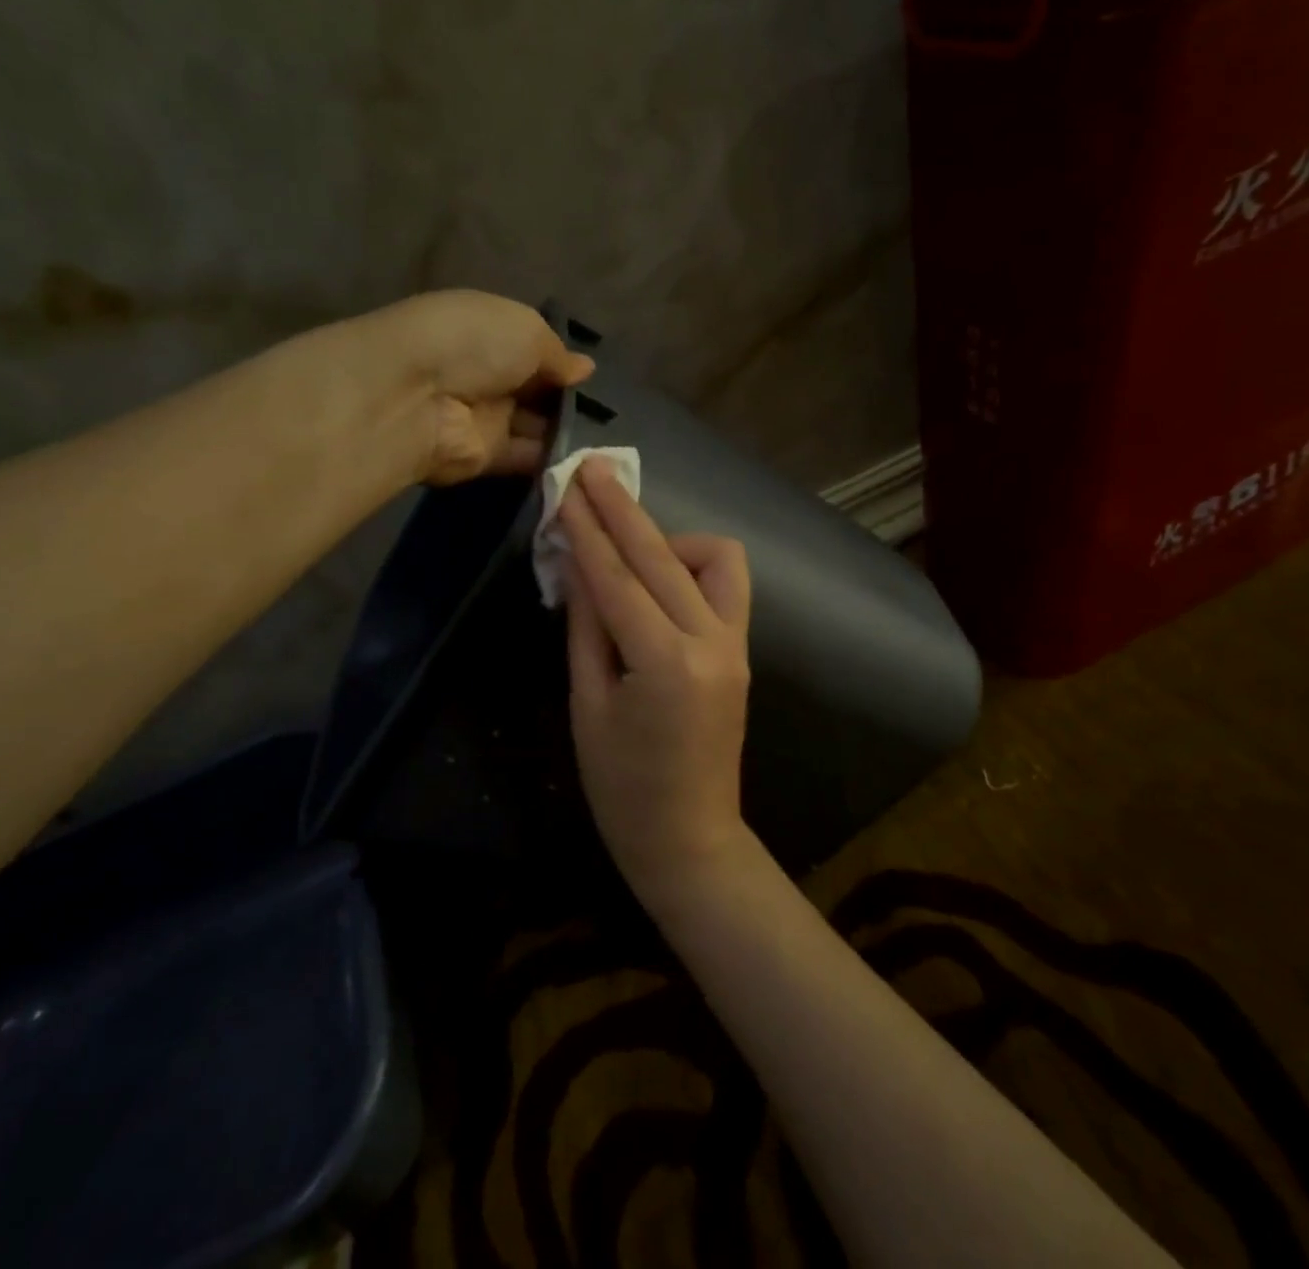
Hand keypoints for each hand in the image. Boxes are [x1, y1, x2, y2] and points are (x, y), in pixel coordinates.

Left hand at [364, 290, 593, 484]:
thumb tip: (585, 369)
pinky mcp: (485, 458)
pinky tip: (588, 460)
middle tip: (609, 413)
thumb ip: (559, 353)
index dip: (562, 362)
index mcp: (489, 333)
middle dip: (569, 400)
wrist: (417, 396)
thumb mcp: (527, 329)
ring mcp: (485, 418)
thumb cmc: (473, 343)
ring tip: (609, 439)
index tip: (593, 378)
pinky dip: (554, 460)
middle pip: (536, 391)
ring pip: (535, 427)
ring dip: (567, 432)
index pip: (532, 349)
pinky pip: (526, 458)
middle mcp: (486, 375)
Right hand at [558, 459, 752, 892]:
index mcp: (665, 663)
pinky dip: (692, 568)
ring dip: (669, 540)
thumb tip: (577, 565)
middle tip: (592, 470)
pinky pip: (725, 586)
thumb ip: (586, 628)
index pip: (619, 579)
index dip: (588, 531)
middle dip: (623, 510)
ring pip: (715, 559)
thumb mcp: (587, 706)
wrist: (690, 838)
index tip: (567, 488)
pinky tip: (660, 578)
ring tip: (628, 549)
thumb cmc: (622, 788)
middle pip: (663, 556)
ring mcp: (735, 644)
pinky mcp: (742, 651)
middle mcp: (711, 642)